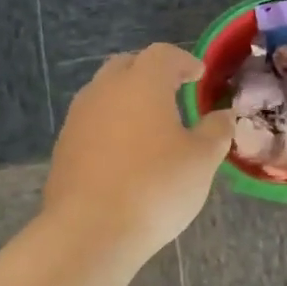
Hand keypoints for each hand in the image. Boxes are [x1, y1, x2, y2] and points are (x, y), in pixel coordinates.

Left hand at [44, 43, 233, 259]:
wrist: (90, 231)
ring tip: (149, 124)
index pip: (163, 54)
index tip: (199, 75)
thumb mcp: (202, 160)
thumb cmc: (156, 187)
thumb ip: (216, 131)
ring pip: (104, 93)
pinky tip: (125, 153)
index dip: (184, 61)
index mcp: (142, 83)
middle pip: (127, 66)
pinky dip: (110, 126)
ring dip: (127, 99)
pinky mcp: (63, 147)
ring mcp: (78, 118)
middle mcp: (105, 90)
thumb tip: (223, 116)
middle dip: (151, 73)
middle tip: (173, 91)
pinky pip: (91, 122)